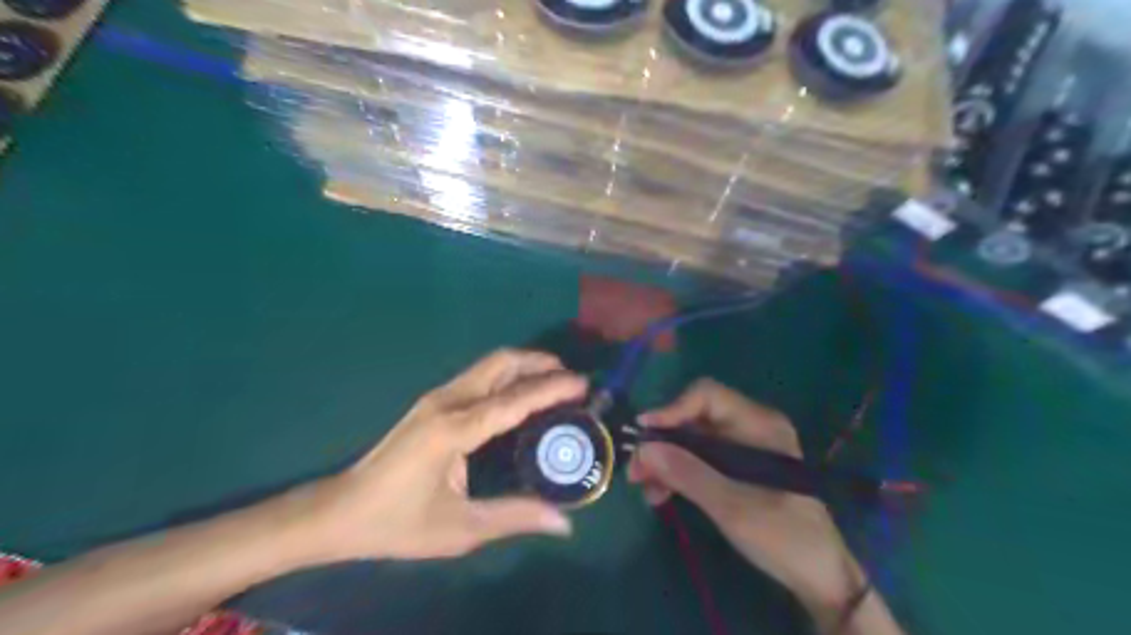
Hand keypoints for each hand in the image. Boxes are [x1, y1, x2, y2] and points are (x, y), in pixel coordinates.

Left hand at [302, 351, 582, 561]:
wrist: (339, 511)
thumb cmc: (398, 523)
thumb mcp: (460, 529)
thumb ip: (515, 517)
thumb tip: (565, 521)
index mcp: (455, 429)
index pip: (514, 399)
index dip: (552, 388)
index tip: (583, 384)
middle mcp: (447, 402)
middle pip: (501, 363)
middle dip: (539, 363)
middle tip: (571, 379)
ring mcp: (437, 398)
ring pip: (489, 365)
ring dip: (524, 366)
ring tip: (554, 382)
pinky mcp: (432, 403)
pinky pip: (479, 377)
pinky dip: (507, 377)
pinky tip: (520, 396)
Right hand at [632, 379, 863, 610]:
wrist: (818, 575)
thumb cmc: (783, 535)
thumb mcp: (731, 506)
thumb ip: (687, 474)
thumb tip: (643, 449)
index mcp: (759, 424)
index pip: (707, 396)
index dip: (673, 409)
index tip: (644, 433)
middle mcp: (749, 427)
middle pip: (694, 418)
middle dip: (663, 442)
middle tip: (636, 470)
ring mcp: (741, 447)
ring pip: (691, 440)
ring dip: (665, 460)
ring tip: (645, 489)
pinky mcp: (735, 467)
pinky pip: (698, 459)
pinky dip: (677, 472)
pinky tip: (661, 494)